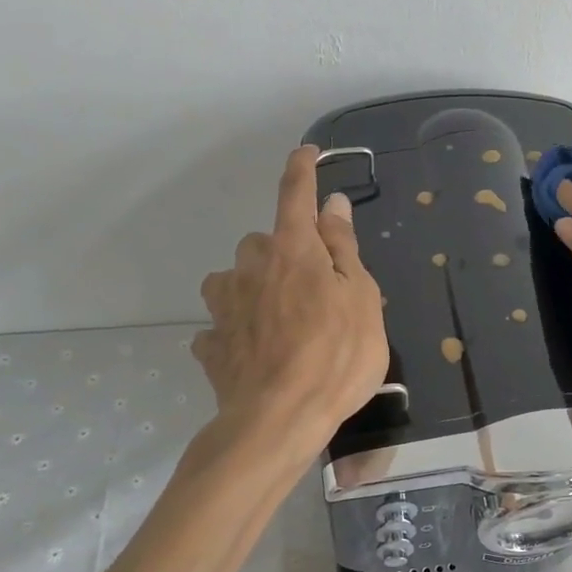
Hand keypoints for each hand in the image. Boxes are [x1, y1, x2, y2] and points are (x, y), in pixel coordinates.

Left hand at [193, 146, 388, 458]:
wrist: (279, 420)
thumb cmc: (336, 355)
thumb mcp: (360, 298)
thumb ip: (343, 248)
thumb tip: (334, 204)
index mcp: (293, 250)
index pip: (295, 195)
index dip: (302, 169)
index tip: (306, 151)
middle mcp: (250, 267)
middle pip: (262, 242)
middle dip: (282, 252)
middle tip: (312, 287)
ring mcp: (225, 306)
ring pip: (233, 280)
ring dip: (252, 287)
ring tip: (277, 319)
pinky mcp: (211, 345)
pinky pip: (221, 326)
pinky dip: (235, 331)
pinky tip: (251, 352)